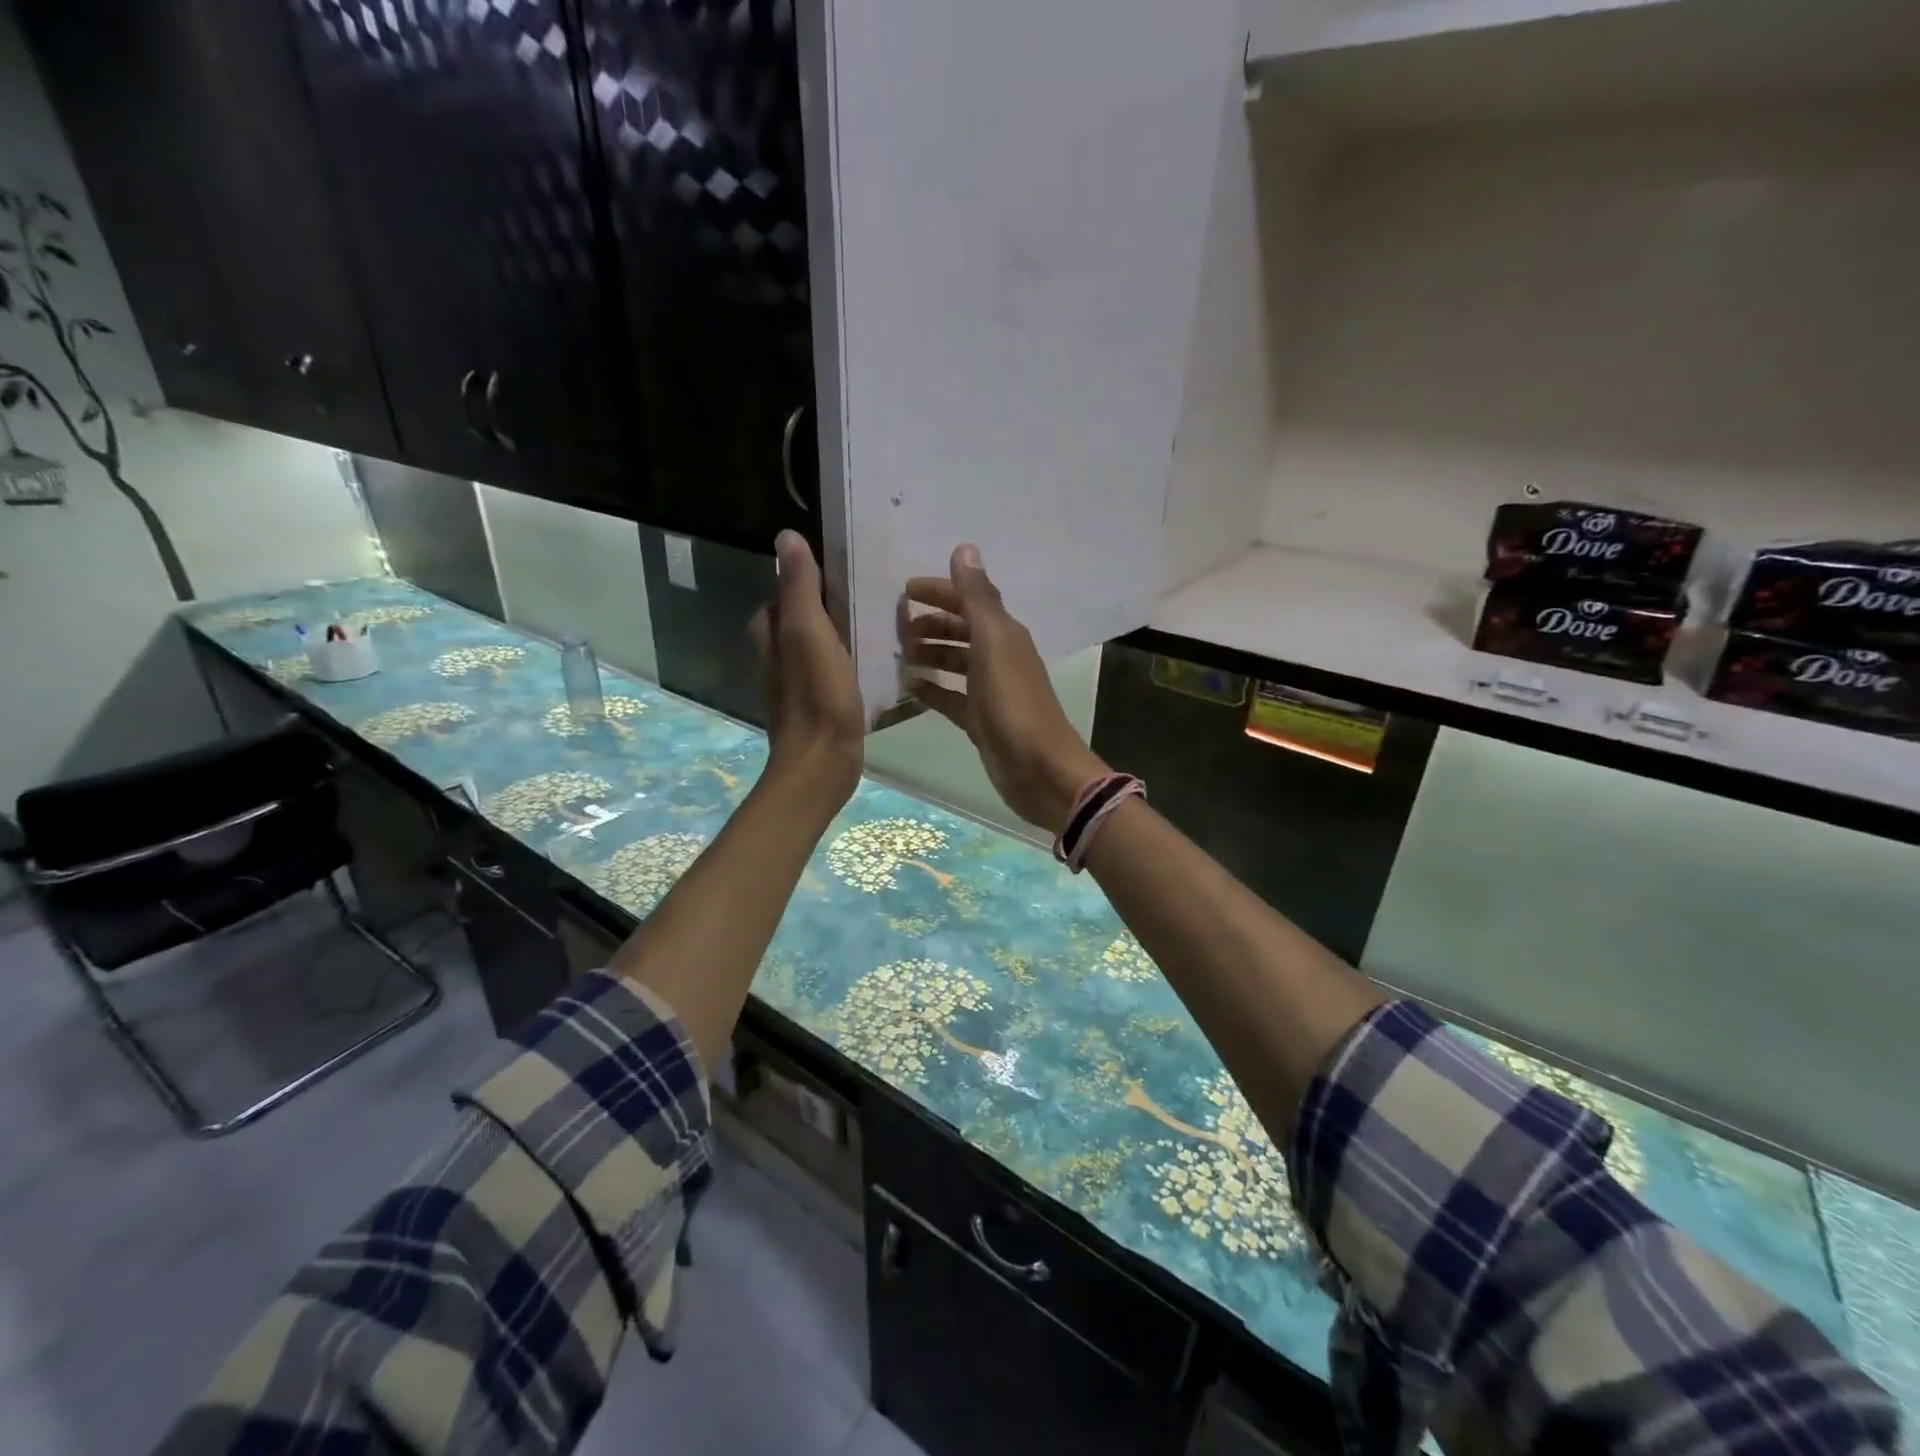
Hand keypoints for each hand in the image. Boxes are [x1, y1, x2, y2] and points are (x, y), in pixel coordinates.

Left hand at [753, 531, 863, 805]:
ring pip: (816, 645)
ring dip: (838, 632)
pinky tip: (871, 660)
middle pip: (799, 618)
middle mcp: (777, 657)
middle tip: (865, 594)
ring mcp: (797, 684)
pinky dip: (846, 659)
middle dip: (825, 605)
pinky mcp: (818, 704)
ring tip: (875, 622)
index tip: (841, 570)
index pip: (782, 594)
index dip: (806, 580)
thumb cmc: (816, 695)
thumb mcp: (808, 631)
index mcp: (771, 635)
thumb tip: (786, 536)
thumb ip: (799, 587)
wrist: (822, 762)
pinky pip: (830, 669)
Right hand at [902, 544, 1107, 833]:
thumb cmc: (1014, 705)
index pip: (968, 600)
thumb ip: (977, 599)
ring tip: (898, 655)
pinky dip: (931, 688)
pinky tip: (909, 687)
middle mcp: (998, 657)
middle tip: (895, 627)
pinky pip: (950, 696)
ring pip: (954, 662)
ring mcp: (989, 690)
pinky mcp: (980, 720)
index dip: (939, 591)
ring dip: (929, 654)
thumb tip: (965, 548)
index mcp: (1004, 634)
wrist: (1040, 770)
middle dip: (930, 623)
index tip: (903, 591)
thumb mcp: (993, 646)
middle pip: (960, 630)